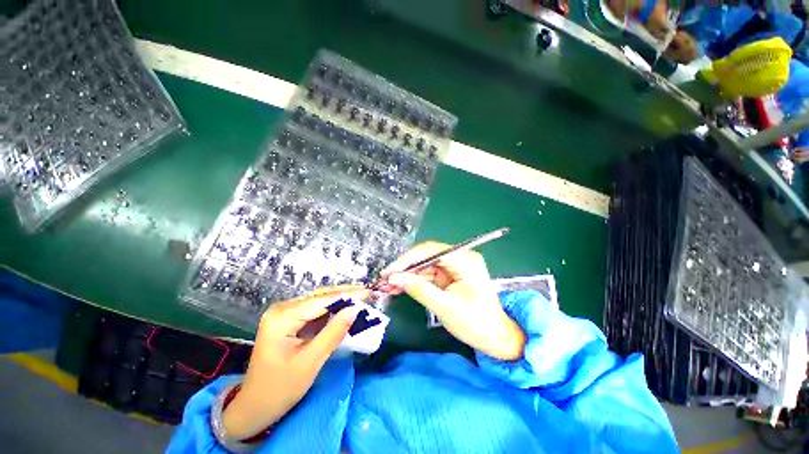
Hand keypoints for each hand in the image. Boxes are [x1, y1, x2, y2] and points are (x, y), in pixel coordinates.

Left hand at [223, 286, 365, 439]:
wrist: (254, 407)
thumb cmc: (280, 389)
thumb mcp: (310, 362)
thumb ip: (333, 333)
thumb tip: (354, 309)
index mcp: (282, 318)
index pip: (320, 301)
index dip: (346, 295)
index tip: (367, 293)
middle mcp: (281, 310)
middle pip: (319, 296)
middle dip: (344, 293)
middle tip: (366, 292)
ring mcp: (284, 314)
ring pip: (318, 301)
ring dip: (339, 300)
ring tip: (360, 297)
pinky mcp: (288, 320)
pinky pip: (314, 311)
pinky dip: (331, 310)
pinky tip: (344, 308)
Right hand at [382, 242, 524, 360]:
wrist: (496, 338)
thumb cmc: (476, 324)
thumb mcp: (445, 307)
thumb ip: (419, 289)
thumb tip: (393, 278)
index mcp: (464, 260)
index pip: (431, 250)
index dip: (408, 259)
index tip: (389, 271)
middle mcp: (460, 257)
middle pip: (427, 256)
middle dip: (405, 268)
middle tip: (385, 279)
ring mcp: (455, 266)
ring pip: (425, 265)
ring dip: (407, 275)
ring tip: (388, 286)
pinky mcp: (451, 275)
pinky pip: (429, 274)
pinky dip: (415, 281)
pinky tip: (400, 287)